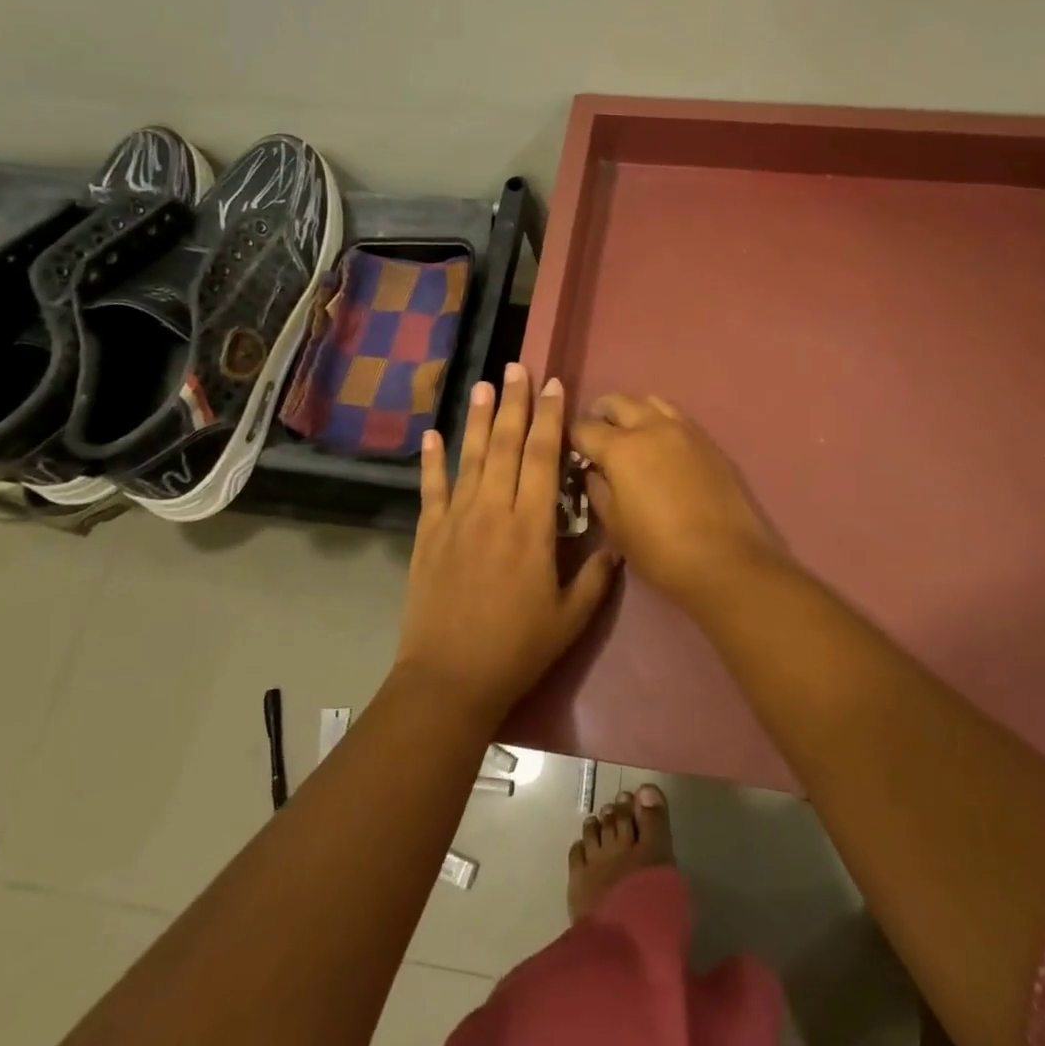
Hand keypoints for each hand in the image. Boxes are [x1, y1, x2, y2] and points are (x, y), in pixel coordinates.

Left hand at [395, 365, 619, 725]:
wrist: (450, 679)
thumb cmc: (517, 649)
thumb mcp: (570, 619)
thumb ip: (596, 577)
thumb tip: (615, 543)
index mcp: (531, 527)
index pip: (542, 457)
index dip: (549, 418)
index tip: (554, 386)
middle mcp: (493, 510)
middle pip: (505, 444)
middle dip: (514, 403)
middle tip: (518, 366)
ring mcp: (456, 519)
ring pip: (470, 457)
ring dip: (478, 418)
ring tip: (484, 384)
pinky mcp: (429, 535)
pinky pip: (431, 489)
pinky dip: (432, 460)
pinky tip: (432, 434)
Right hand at [570, 394, 784, 605]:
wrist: (725, 559)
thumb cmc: (660, 549)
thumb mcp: (615, 525)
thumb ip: (598, 490)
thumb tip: (594, 471)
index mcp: (621, 448)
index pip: (585, 428)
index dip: (573, 440)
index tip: (573, 453)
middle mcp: (651, 427)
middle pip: (617, 402)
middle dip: (600, 414)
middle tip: (597, 437)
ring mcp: (683, 429)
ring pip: (650, 401)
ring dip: (633, 412)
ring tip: (630, 435)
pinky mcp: (707, 440)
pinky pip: (676, 416)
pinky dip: (660, 420)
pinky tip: (660, 444)